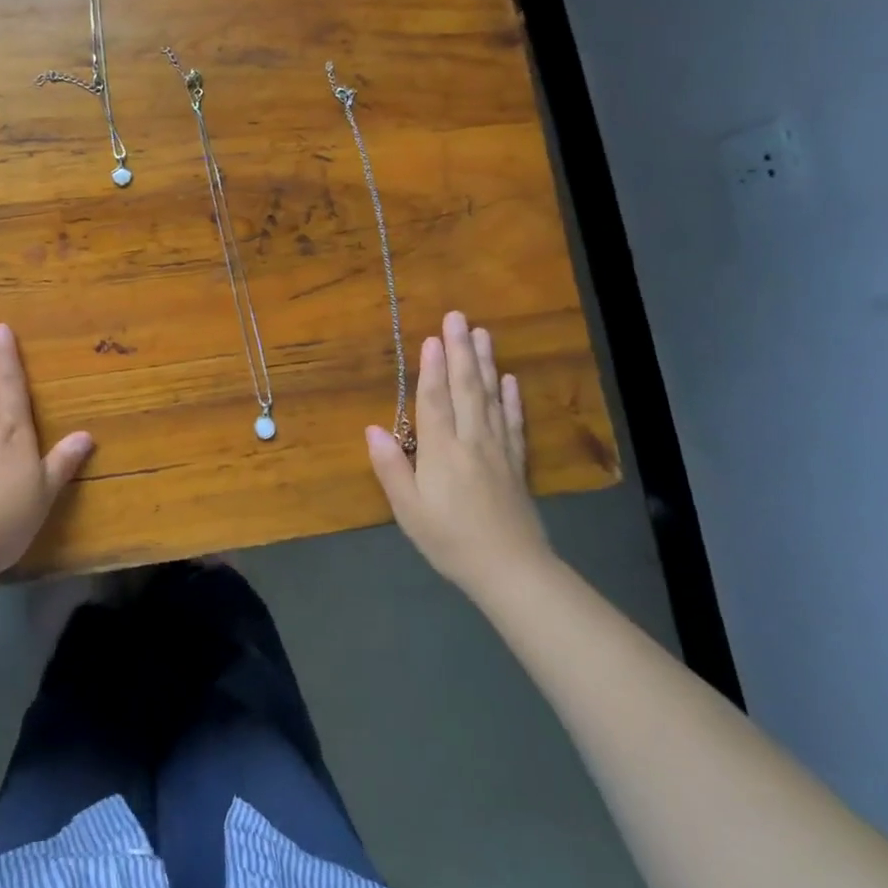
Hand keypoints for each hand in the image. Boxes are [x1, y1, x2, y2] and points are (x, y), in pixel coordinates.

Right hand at [367, 310, 550, 595]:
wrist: (511, 569)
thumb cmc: (449, 540)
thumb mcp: (408, 510)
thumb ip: (391, 468)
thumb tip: (372, 429)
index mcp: (441, 450)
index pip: (434, 400)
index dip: (431, 368)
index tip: (431, 336)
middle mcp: (471, 440)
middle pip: (465, 388)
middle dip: (460, 351)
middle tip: (458, 317)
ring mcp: (497, 449)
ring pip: (490, 397)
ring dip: (486, 364)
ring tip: (483, 334)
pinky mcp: (515, 463)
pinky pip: (512, 422)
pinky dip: (510, 398)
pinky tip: (510, 380)